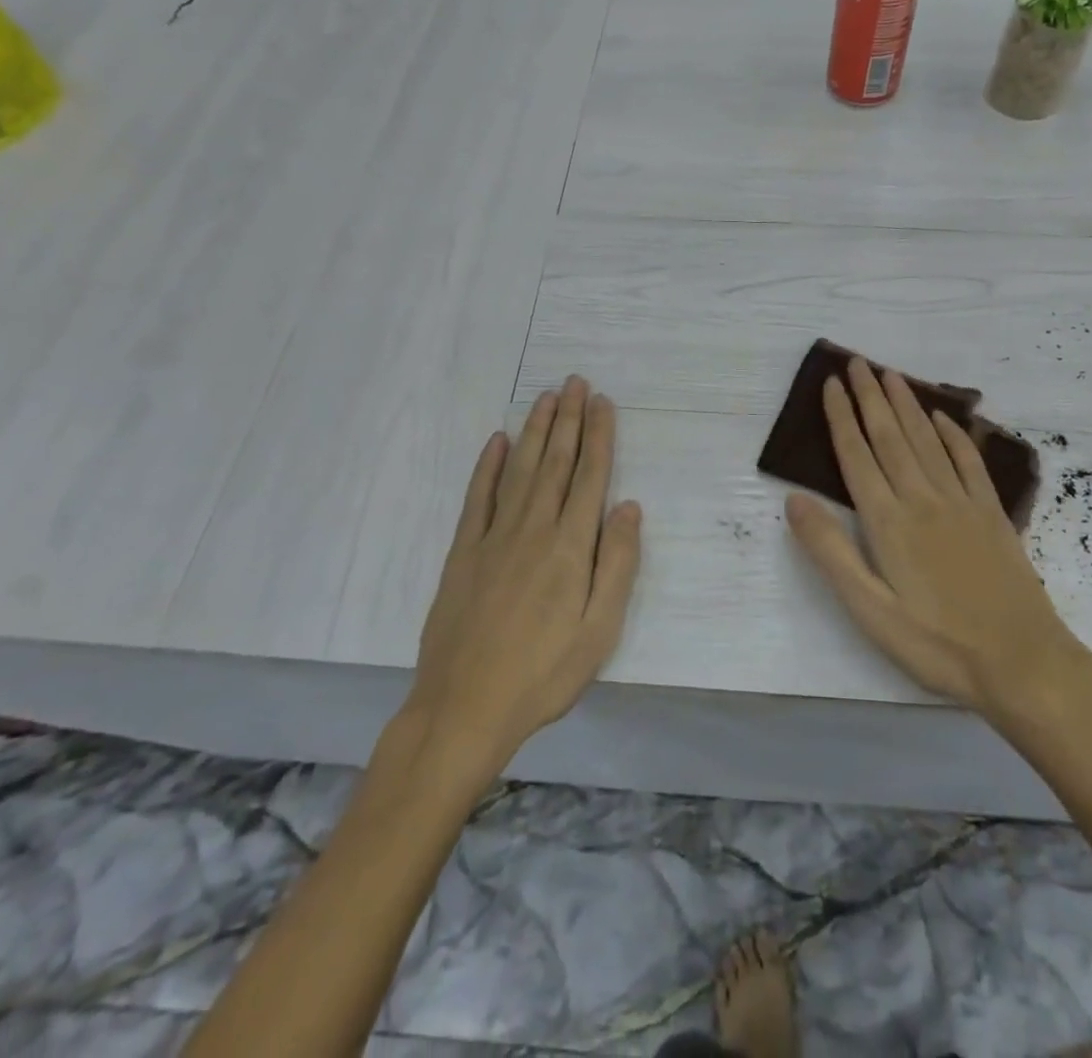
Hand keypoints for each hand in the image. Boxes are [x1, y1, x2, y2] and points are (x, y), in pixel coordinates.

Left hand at [404, 376, 641, 778]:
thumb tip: (628, 506)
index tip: (602, 402)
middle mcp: (532, 529)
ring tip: (546, 398)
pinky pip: (477, 498)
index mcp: (569, 547)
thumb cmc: (543, 674)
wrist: (463, 708)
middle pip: (555, 463)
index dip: (598, 437)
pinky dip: (488, 466)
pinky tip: (497, 442)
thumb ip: (617, 564)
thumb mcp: (599, 630)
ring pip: (520, 470)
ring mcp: (493, 537)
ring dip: (535, 431)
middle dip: (568, 420)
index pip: (589, 477)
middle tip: (574, 382)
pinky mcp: (463, 552)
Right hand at [785, 359, 1091, 731]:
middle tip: (857, 361)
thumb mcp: (870, 610)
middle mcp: (922, 499)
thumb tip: (794, 500)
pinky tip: (944, 417)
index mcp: (888, 522)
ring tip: (890, 375)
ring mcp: (961, 503)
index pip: (857, 456)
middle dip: (870, 396)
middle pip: (890, 436)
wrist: (1023, 663)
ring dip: (906, 405)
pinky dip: (953, 435)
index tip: (831, 383)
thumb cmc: (937, 645)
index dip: (841, 417)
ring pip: (927, 440)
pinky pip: (968, 462)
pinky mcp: (991, 514)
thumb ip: (831, 552)